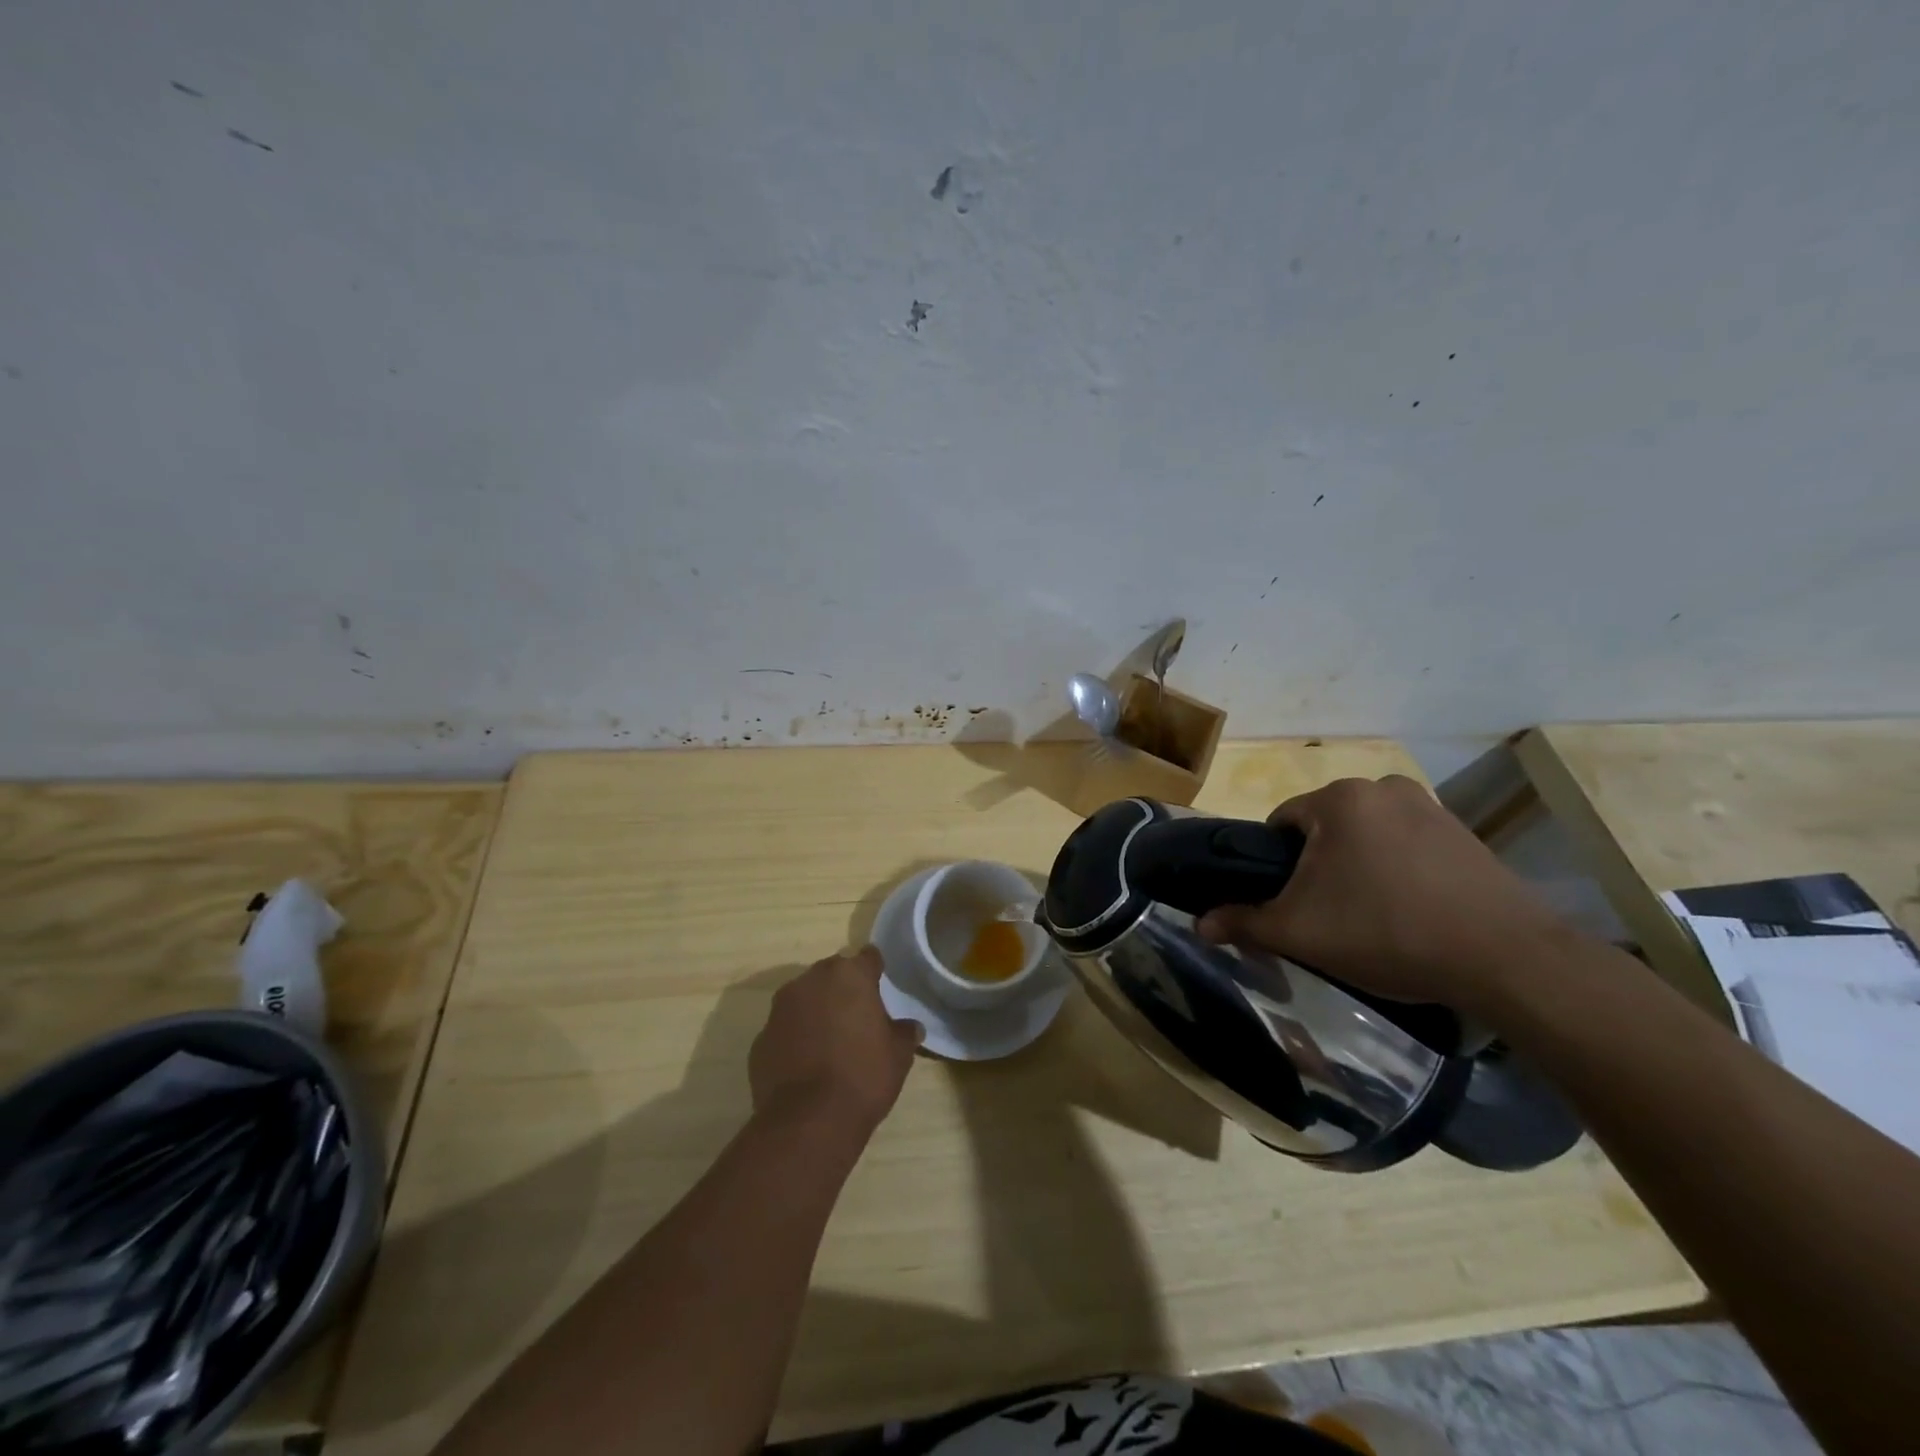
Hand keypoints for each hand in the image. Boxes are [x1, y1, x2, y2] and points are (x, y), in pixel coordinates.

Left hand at [749, 946, 922, 1134]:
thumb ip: (904, 1033)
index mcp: (848, 975)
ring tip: (831, 1042)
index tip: (881, 986)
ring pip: (804, 999)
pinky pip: (785, 1030)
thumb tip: (911, 1028)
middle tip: (858, 1017)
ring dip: (816, 1012)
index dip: (875, 971)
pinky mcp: (760, 1039)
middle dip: (843, 990)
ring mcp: (780, 1009)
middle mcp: (810, 981)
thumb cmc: (863, 1076)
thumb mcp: (899, 1055)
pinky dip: (795, 1039)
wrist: (809, 1121)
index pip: (868, 958)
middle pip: (832, 974)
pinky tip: (807, 1065)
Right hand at [1195, 775, 1568, 1015]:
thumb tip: (1200, 925)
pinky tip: (1411, 911)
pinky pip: (1407, 845)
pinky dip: (1397, 870)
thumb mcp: (1301, 932)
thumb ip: (1244, 922)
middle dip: (1318, 866)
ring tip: (1372, 917)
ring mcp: (1430, 806)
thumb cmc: (1387, 932)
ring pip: (1366, 836)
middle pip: (1324, 828)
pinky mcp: (1465, 832)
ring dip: (1357, 866)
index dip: (1275, 866)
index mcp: (1338, 799)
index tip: (1290, 903)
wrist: (1507, 959)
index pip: (1280, 823)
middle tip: (1329, 916)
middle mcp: (1382, 787)